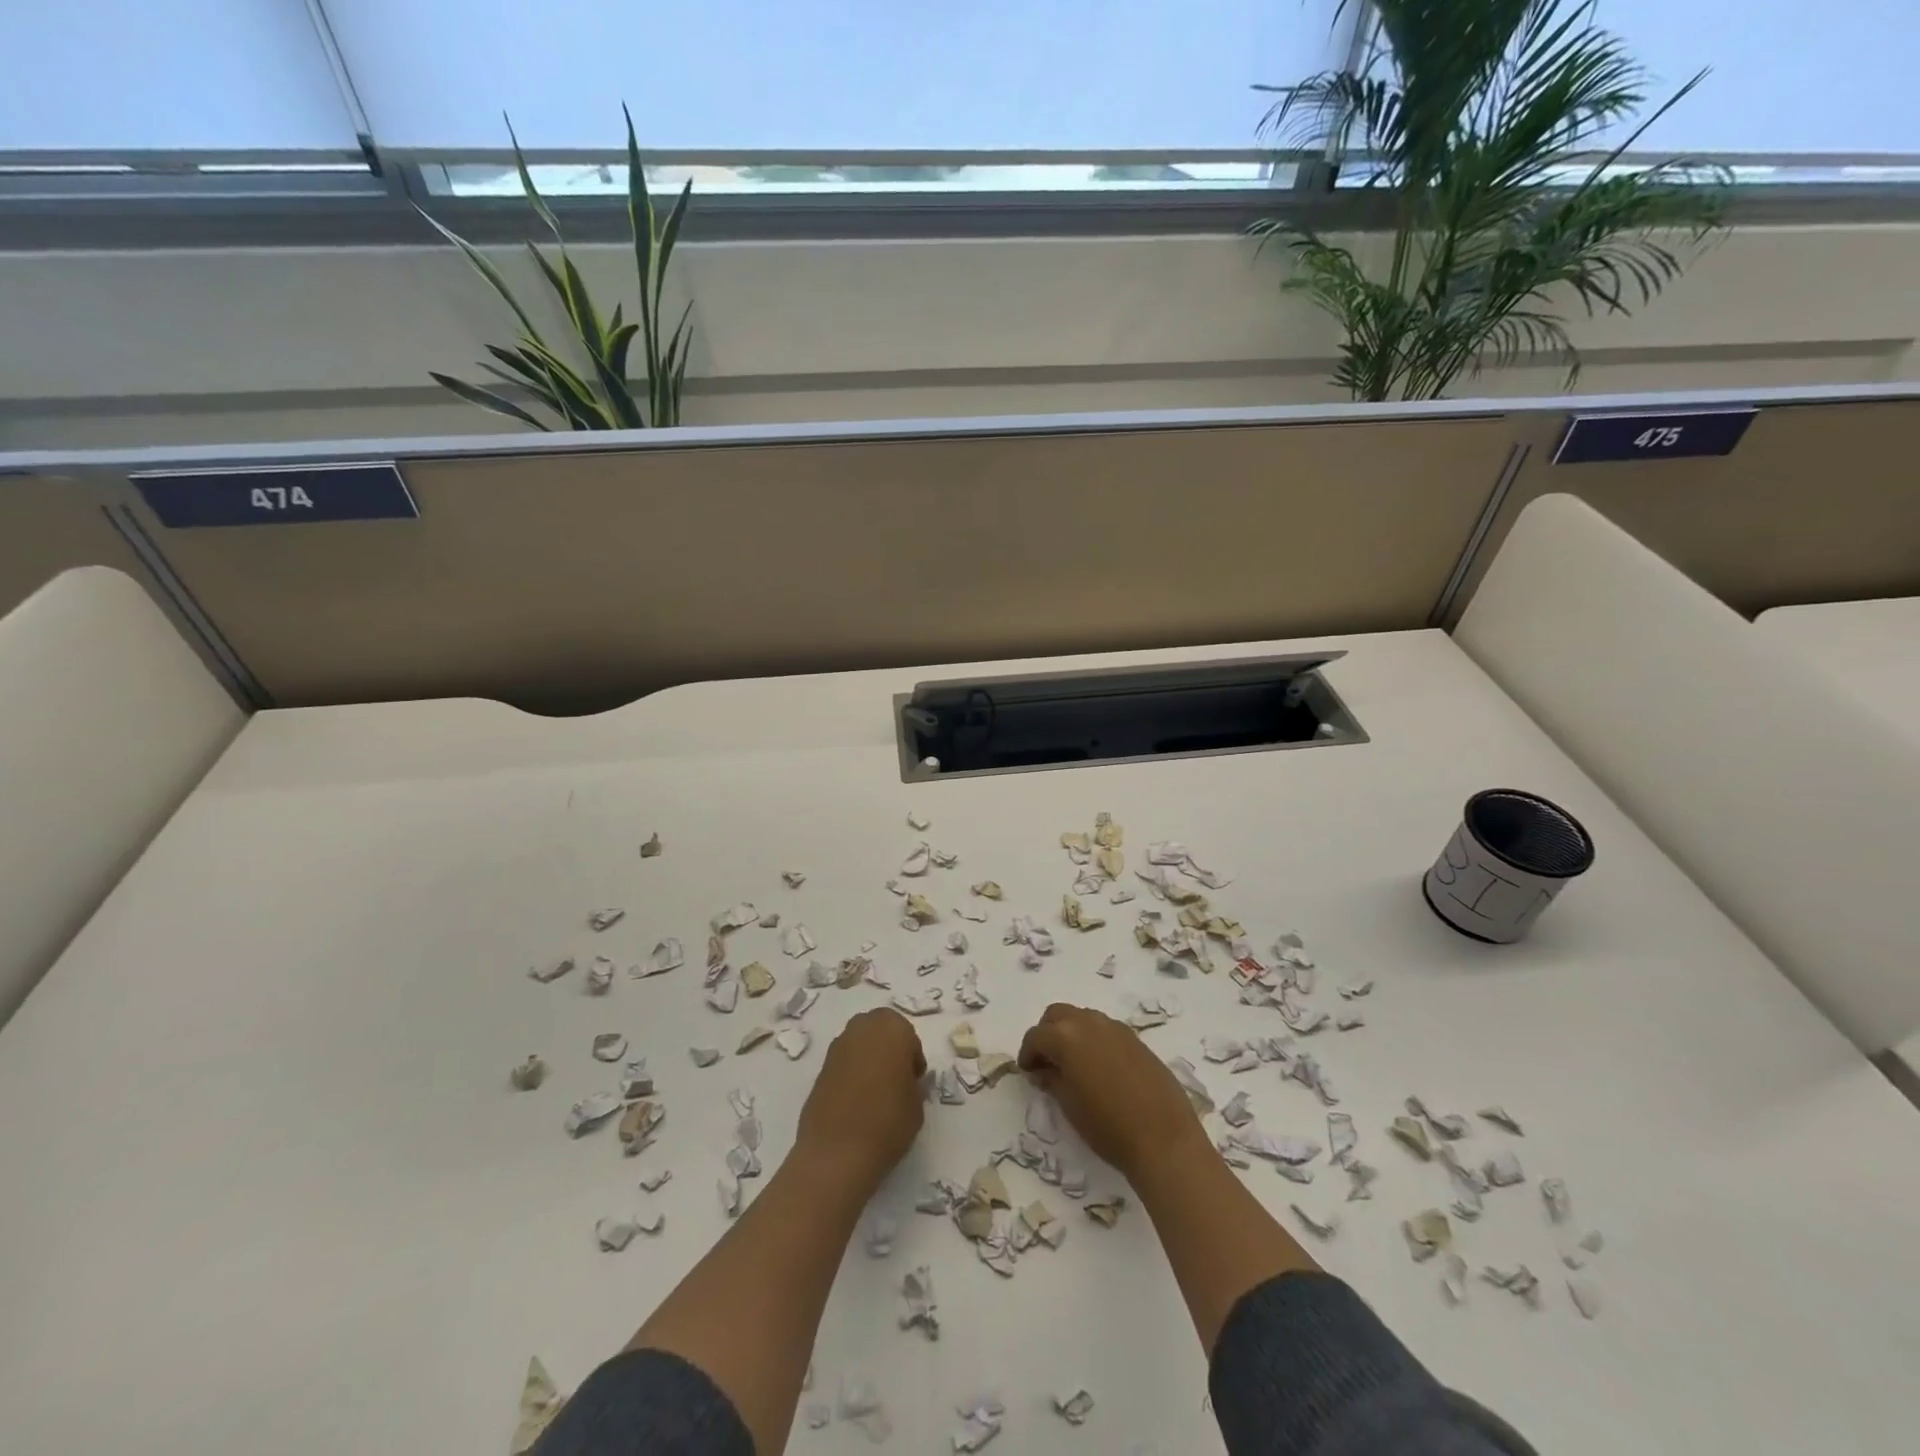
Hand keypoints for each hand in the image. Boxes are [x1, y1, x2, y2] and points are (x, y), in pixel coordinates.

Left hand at [794, 1008, 927, 1187]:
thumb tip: (905, 1082)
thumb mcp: (917, 1104)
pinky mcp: (820, 1067)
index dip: (912, 1059)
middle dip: (889, 1049)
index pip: (909, 1037)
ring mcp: (837, 1046)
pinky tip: (856, 1101)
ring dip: (868, 1058)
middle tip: (895, 1080)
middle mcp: (862, 1028)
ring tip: (875, 1092)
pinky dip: (851, 1072)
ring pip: (860, 1043)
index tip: (914, 1083)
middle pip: (880, 1030)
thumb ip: (914, 1085)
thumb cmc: (887, 1122)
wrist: (836, 1152)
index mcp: (891, 1028)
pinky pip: (844, 1062)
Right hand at [1018, 1003, 1206, 1181]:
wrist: (1164, 1139)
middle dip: (1047, 1034)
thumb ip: (1052, 1080)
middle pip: (1057, 1015)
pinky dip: (1093, 1039)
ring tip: (1073, 1065)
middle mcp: (1089, 1022)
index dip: (1027, 1054)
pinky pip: (1105, 1030)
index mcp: (1066, 1037)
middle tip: (1047, 1062)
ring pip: (1082, 1018)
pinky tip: (1099, 1068)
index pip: (1036, 1036)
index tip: (1028, 1072)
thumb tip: (1043, 1070)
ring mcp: (1116, 1028)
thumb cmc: (1108, 1127)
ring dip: (1071, 1033)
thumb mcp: (1070, 1106)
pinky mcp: (1136, 1039)